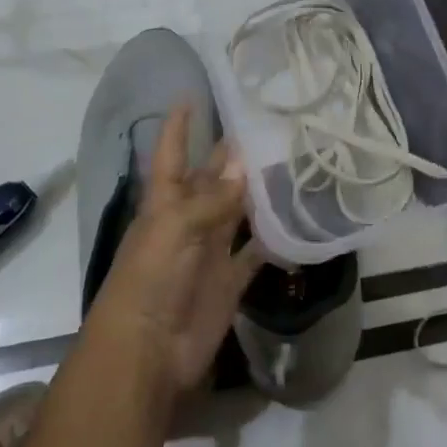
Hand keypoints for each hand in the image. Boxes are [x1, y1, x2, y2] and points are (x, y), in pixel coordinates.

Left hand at [84, 105, 265, 400]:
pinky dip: (274, 237)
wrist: (147, 352)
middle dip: (234, 154)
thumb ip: (213, 198)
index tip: (191, 93)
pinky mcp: (231, 278)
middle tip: (272, 123)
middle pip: (213, 177)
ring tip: (293, 160)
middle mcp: (189, 218)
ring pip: (238, 209)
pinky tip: (299, 216)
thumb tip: (246, 163)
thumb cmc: (150, 279)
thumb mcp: (176, 228)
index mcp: (166, 201)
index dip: (178, 125)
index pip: (171, 152)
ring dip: (259, 190)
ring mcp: (211, 248)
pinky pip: (256, 250)